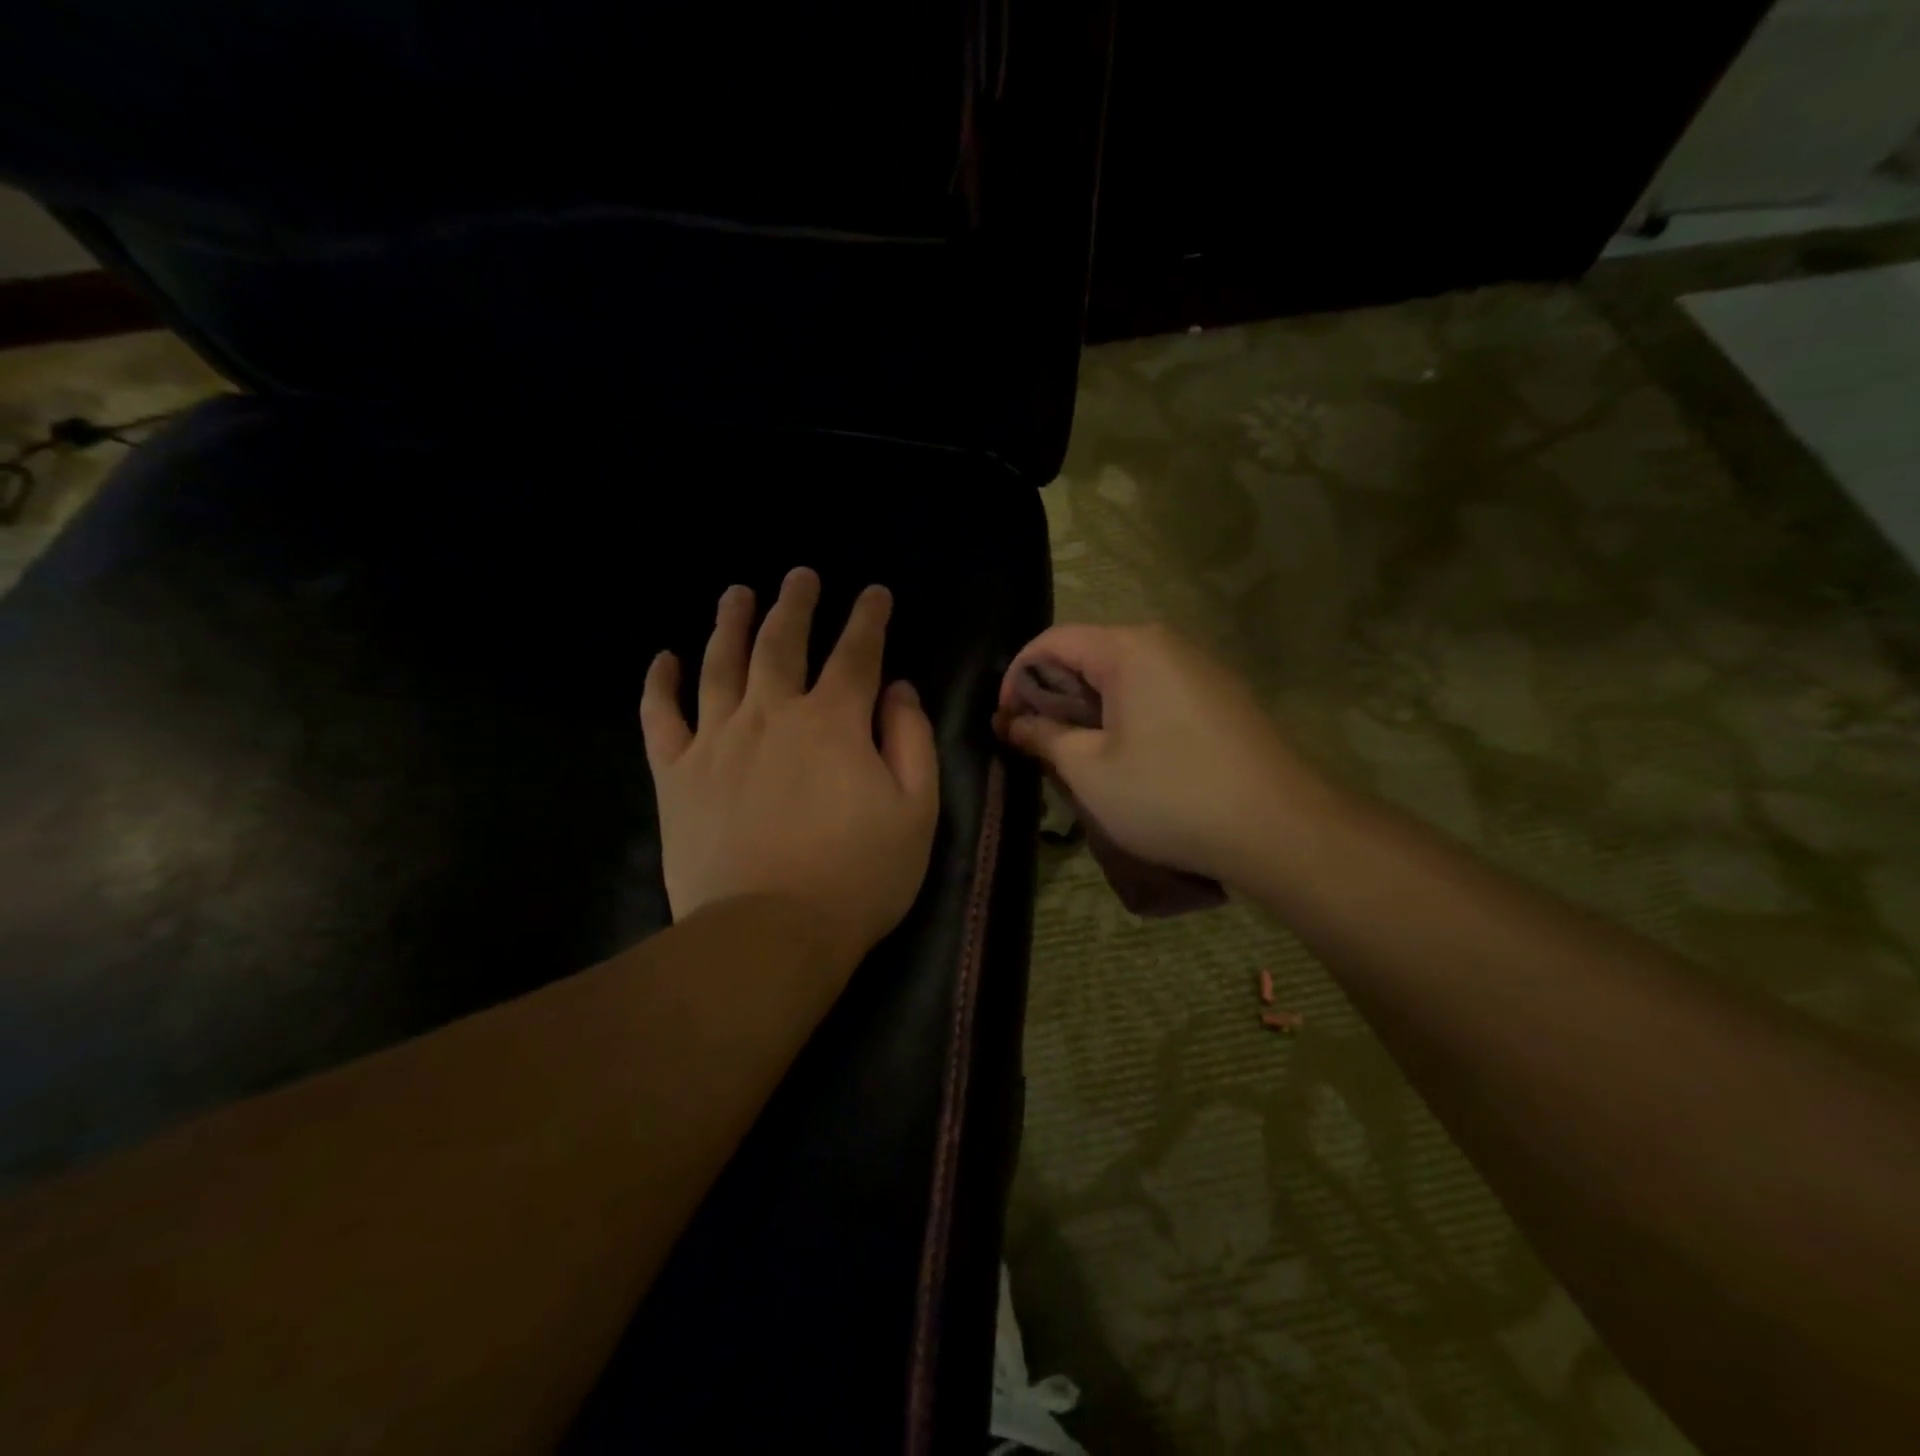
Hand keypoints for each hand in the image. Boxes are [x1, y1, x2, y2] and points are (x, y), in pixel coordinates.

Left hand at [641, 568, 939, 970]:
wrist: (769, 934)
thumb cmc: (857, 877)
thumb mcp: (916, 810)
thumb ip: (912, 740)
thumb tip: (898, 690)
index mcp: (833, 721)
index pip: (856, 653)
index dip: (868, 618)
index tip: (874, 593)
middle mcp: (771, 714)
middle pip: (782, 643)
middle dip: (795, 604)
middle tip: (800, 576)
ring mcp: (717, 740)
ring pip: (719, 664)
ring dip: (730, 623)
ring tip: (736, 594)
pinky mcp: (677, 775)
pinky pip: (661, 717)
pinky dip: (659, 685)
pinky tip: (663, 659)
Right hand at [995, 624, 1323, 886]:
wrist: (1280, 829)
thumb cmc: (1170, 795)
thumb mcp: (1090, 771)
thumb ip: (1044, 737)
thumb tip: (1013, 722)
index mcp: (1130, 649)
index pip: (1052, 642)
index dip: (1016, 678)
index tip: (1005, 723)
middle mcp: (1167, 644)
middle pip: (1089, 655)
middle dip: (1053, 697)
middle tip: (1037, 746)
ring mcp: (1200, 669)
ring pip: (1123, 677)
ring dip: (1089, 711)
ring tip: (1078, 758)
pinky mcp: (1221, 698)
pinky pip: (1156, 694)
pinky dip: (1126, 717)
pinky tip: (1128, 760)